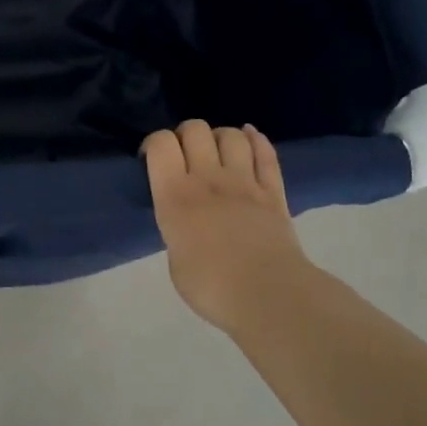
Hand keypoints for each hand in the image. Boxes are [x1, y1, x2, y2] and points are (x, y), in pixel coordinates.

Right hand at [142, 120, 308, 335]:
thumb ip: (178, 230)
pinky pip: (266, 153)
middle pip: (195, 129)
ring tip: (217, 151)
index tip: (153, 159)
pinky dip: (256, 140)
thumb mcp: (175, 260)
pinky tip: (250, 136)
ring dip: (220, 136)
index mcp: (175, 196)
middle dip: (186, 134)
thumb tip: (187, 224)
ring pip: (231, 135)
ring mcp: (244, 181)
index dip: (154, 143)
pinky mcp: (273, 191)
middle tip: (185, 155)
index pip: (160, 143)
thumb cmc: (212, 287)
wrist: (269, 297)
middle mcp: (207, 178)